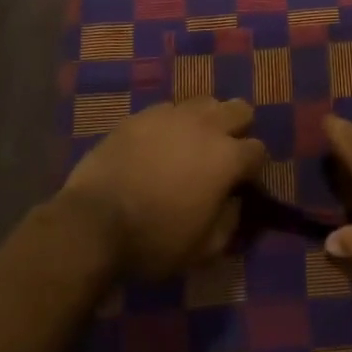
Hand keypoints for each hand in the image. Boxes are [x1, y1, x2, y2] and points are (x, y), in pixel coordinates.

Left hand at [62, 98, 267, 277]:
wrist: (93, 221)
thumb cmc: (153, 240)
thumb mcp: (202, 249)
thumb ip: (229, 222)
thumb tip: (234, 202)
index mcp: (226, 158)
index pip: (258, 150)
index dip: (253, 168)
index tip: (241, 184)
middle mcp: (205, 126)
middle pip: (239, 109)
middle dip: (238, 129)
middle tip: (221, 155)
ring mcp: (172, 115)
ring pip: (204, 102)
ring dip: (206, 120)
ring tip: (190, 145)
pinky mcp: (141, 114)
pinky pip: (168, 110)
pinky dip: (171, 124)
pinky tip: (157, 145)